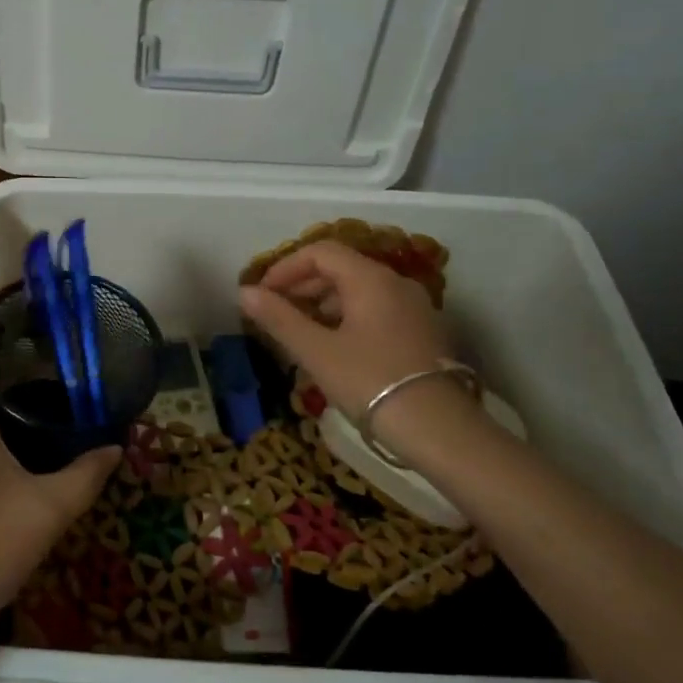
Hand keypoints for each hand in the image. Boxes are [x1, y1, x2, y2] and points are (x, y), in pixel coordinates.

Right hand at [239, 240, 484, 457]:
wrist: (438, 429)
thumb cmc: (370, 382)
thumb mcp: (316, 351)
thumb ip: (279, 318)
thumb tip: (244, 293)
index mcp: (370, 279)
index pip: (320, 252)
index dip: (285, 268)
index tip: (262, 295)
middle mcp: (396, 283)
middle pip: (341, 268)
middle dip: (302, 285)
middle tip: (275, 313)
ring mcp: (414, 308)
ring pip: (359, 290)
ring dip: (323, 303)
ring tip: (300, 332)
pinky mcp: (422, 332)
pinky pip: (377, 310)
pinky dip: (347, 317)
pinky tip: (334, 346)